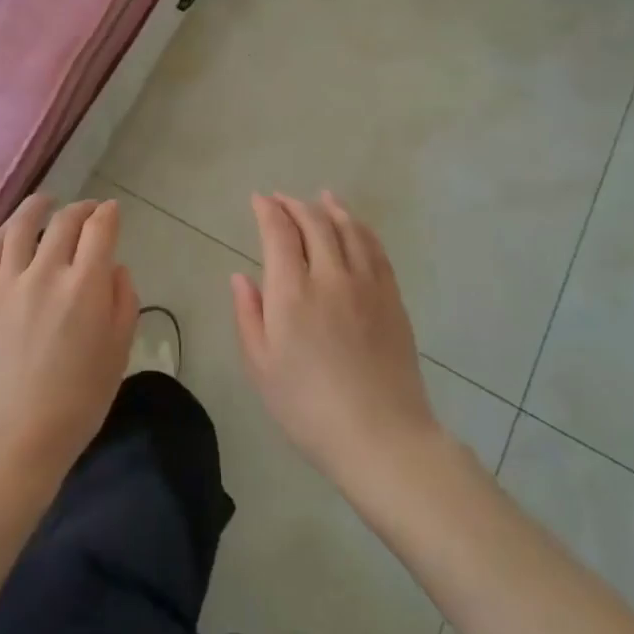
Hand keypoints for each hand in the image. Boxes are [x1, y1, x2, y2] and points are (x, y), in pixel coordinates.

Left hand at [0, 195, 137, 489]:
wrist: (11, 438)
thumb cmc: (76, 403)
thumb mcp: (118, 354)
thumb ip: (122, 302)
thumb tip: (114, 267)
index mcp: (84, 287)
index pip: (100, 230)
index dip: (108, 214)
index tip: (112, 211)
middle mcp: (45, 273)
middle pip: (64, 223)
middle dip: (81, 210)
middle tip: (87, 210)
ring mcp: (6, 283)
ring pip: (21, 227)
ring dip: (37, 207)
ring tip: (45, 202)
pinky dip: (4, 232)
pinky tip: (11, 230)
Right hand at [231, 192, 444, 490]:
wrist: (381, 436)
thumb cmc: (308, 407)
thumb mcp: (261, 367)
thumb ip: (248, 315)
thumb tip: (241, 277)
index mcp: (292, 293)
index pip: (279, 233)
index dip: (268, 210)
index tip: (258, 200)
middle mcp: (330, 276)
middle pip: (314, 223)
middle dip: (294, 205)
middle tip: (281, 199)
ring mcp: (366, 285)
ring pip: (348, 230)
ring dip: (331, 208)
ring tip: (321, 197)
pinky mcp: (392, 298)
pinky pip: (376, 249)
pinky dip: (361, 229)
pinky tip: (355, 227)